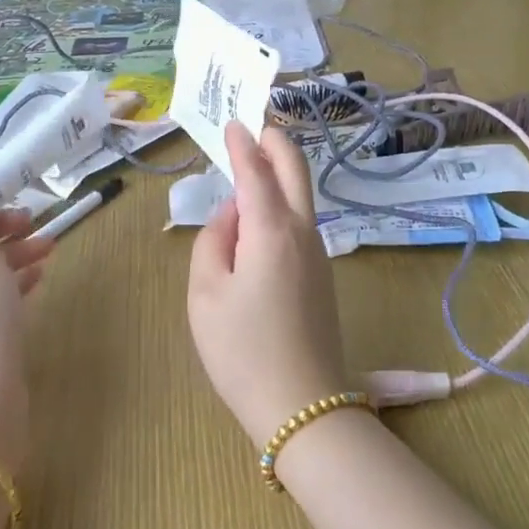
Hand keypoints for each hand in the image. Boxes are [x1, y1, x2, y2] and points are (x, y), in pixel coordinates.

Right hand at [187, 122, 351, 443]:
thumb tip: (232, 213)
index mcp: (272, 230)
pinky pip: (302, 223)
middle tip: (257, 126)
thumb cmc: (242, 350)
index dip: (242, 143)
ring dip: (281, 172)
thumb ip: (213, 240)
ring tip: (253, 165)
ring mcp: (319, 254)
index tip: (232, 122)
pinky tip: (261, 216)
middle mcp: (303, 232)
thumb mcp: (206, 293)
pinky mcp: (323, 275)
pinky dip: (284, 202)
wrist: (302, 406)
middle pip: (296, 171)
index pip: (256, 171)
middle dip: (277, 143)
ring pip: (303, 196)